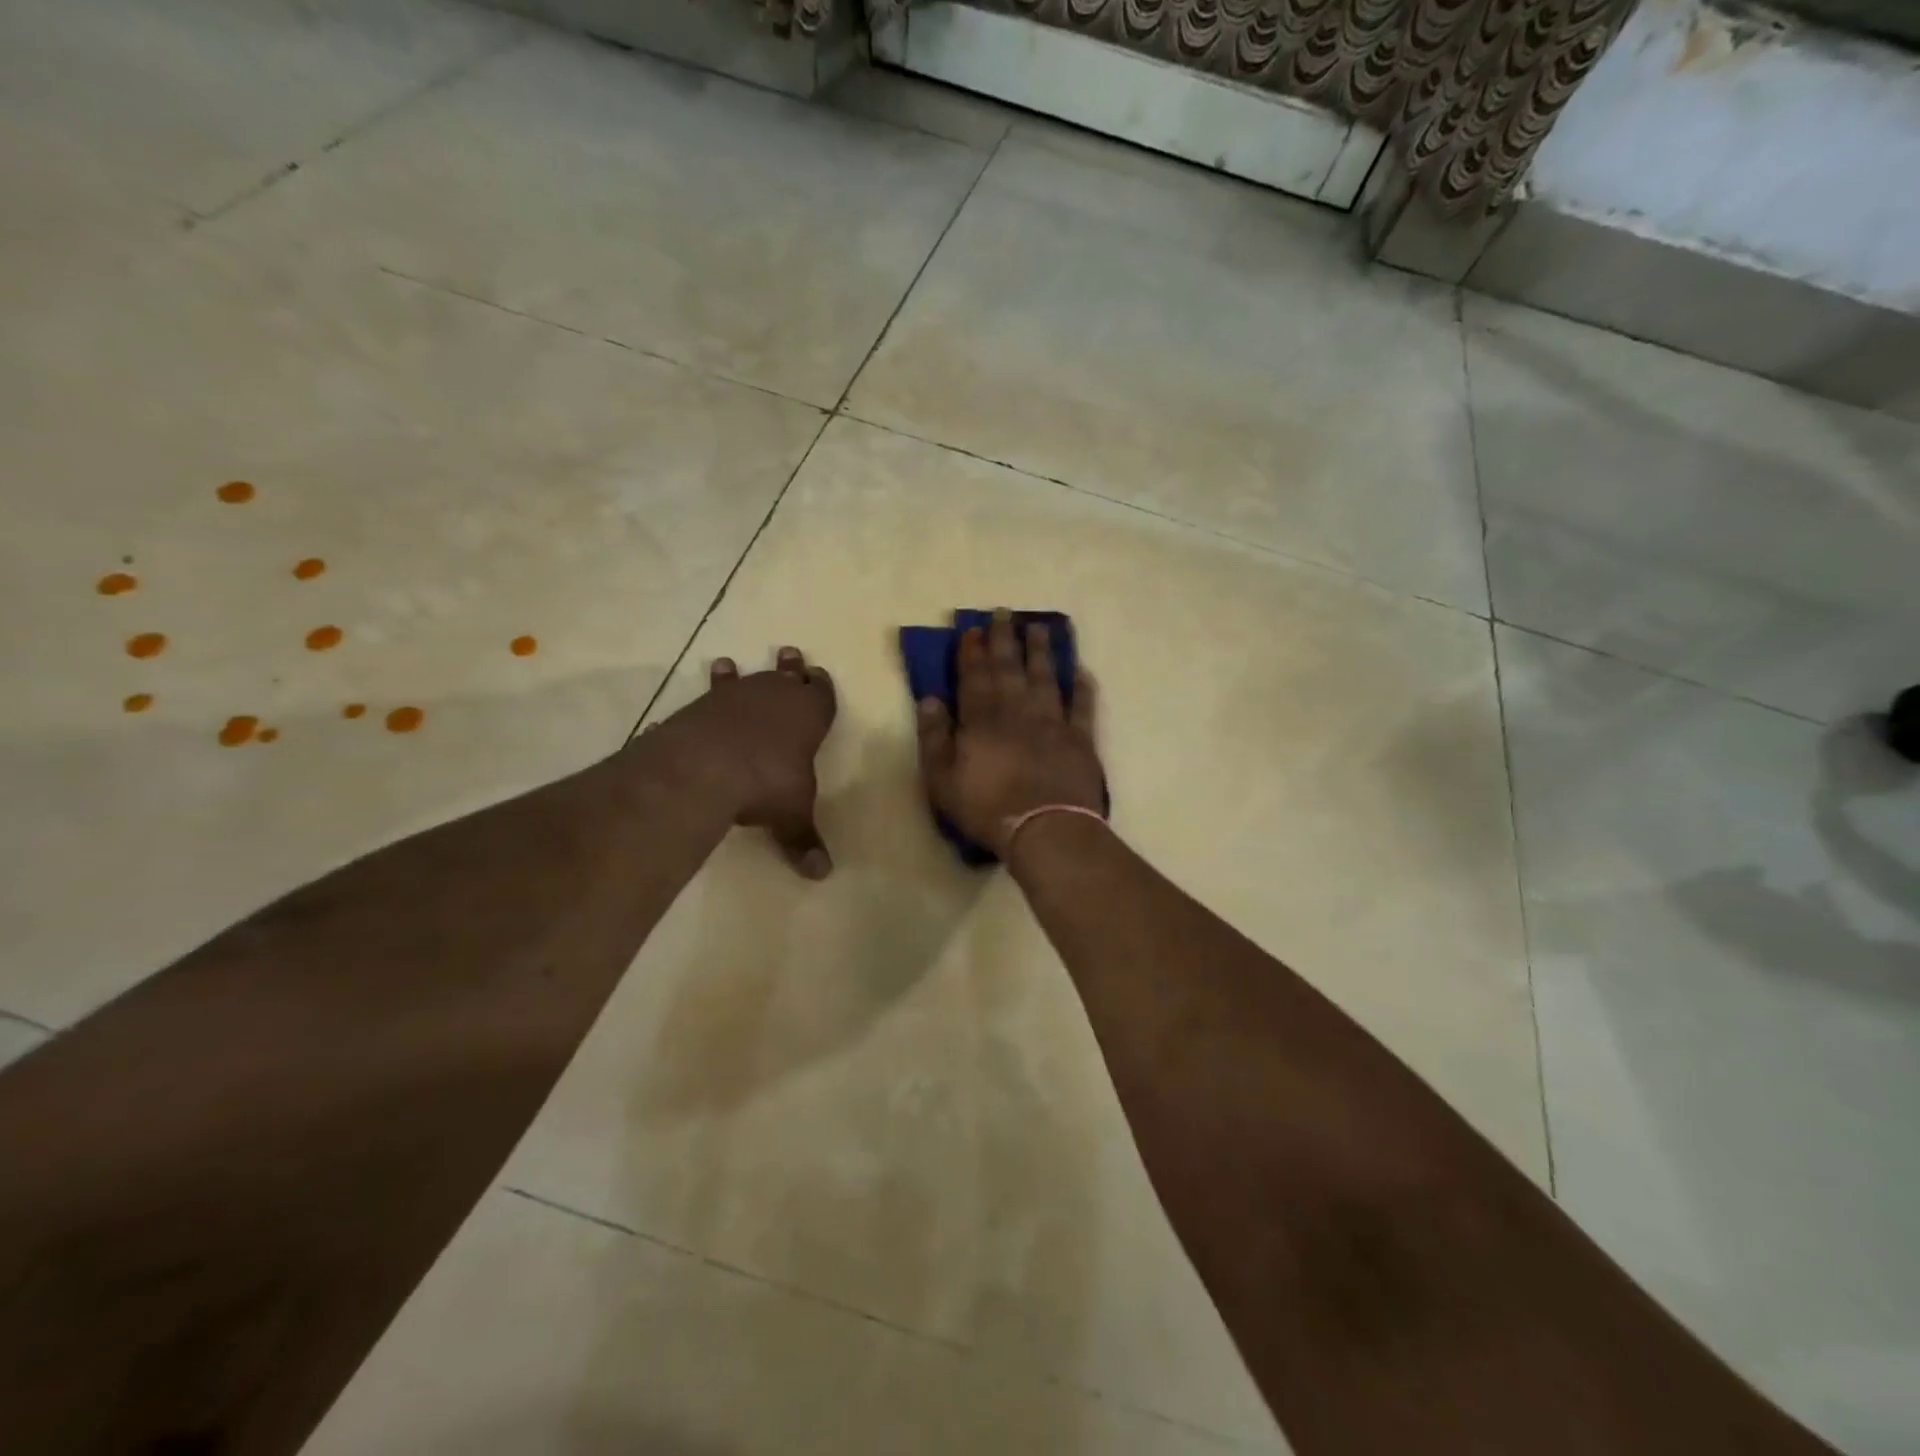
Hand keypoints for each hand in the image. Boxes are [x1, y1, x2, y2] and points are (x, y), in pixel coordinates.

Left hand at [677, 646, 836, 878]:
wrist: (708, 766)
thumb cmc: (768, 784)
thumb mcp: (791, 815)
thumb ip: (803, 839)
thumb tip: (822, 874)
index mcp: (810, 715)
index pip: (822, 693)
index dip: (822, 686)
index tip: (819, 675)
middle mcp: (776, 696)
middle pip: (788, 675)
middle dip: (792, 667)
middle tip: (791, 653)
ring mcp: (738, 696)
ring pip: (747, 678)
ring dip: (742, 673)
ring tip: (731, 664)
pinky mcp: (704, 703)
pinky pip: (711, 692)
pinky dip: (710, 691)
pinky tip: (699, 697)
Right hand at [916, 610, 1103, 856]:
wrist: (1045, 828)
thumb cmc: (986, 807)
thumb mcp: (942, 779)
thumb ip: (934, 737)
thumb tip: (929, 699)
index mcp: (982, 718)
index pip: (974, 676)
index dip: (972, 651)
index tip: (973, 629)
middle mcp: (1017, 710)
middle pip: (1009, 668)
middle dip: (1004, 639)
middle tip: (1004, 612)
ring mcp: (1053, 722)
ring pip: (1045, 677)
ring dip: (1041, 651)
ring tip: (1039, 627)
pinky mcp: (1080, 739)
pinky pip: (1082, 706)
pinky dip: (1082, 688)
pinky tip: (1081, 671)